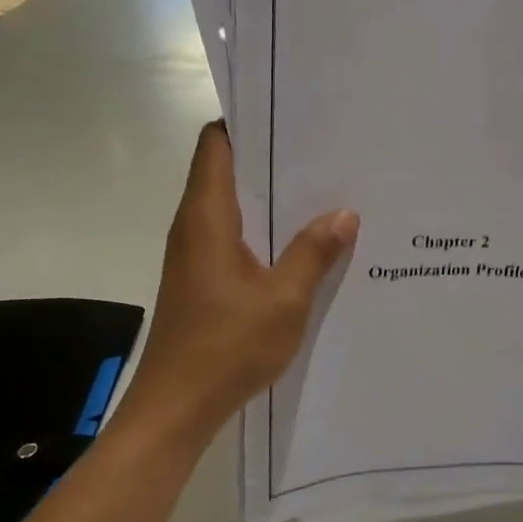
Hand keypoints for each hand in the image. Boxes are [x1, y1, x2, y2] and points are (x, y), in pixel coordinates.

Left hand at [120, 122, 358, 440]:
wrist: (177, 407)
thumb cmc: (226, 346)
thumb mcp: (284, 299)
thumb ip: (313, 252)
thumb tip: (345, 213)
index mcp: (207, 217)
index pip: (216, 144)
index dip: (247, 122)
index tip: (291, 114)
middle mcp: (194, 226)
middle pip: (225, 170)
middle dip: (270, 157)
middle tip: (323, 150)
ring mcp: (195, 254)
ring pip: (232, 206)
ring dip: (270, 196)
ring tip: (322, 189)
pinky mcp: (201, 278)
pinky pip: (234, 236)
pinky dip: (263, 228)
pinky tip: (302, 241)